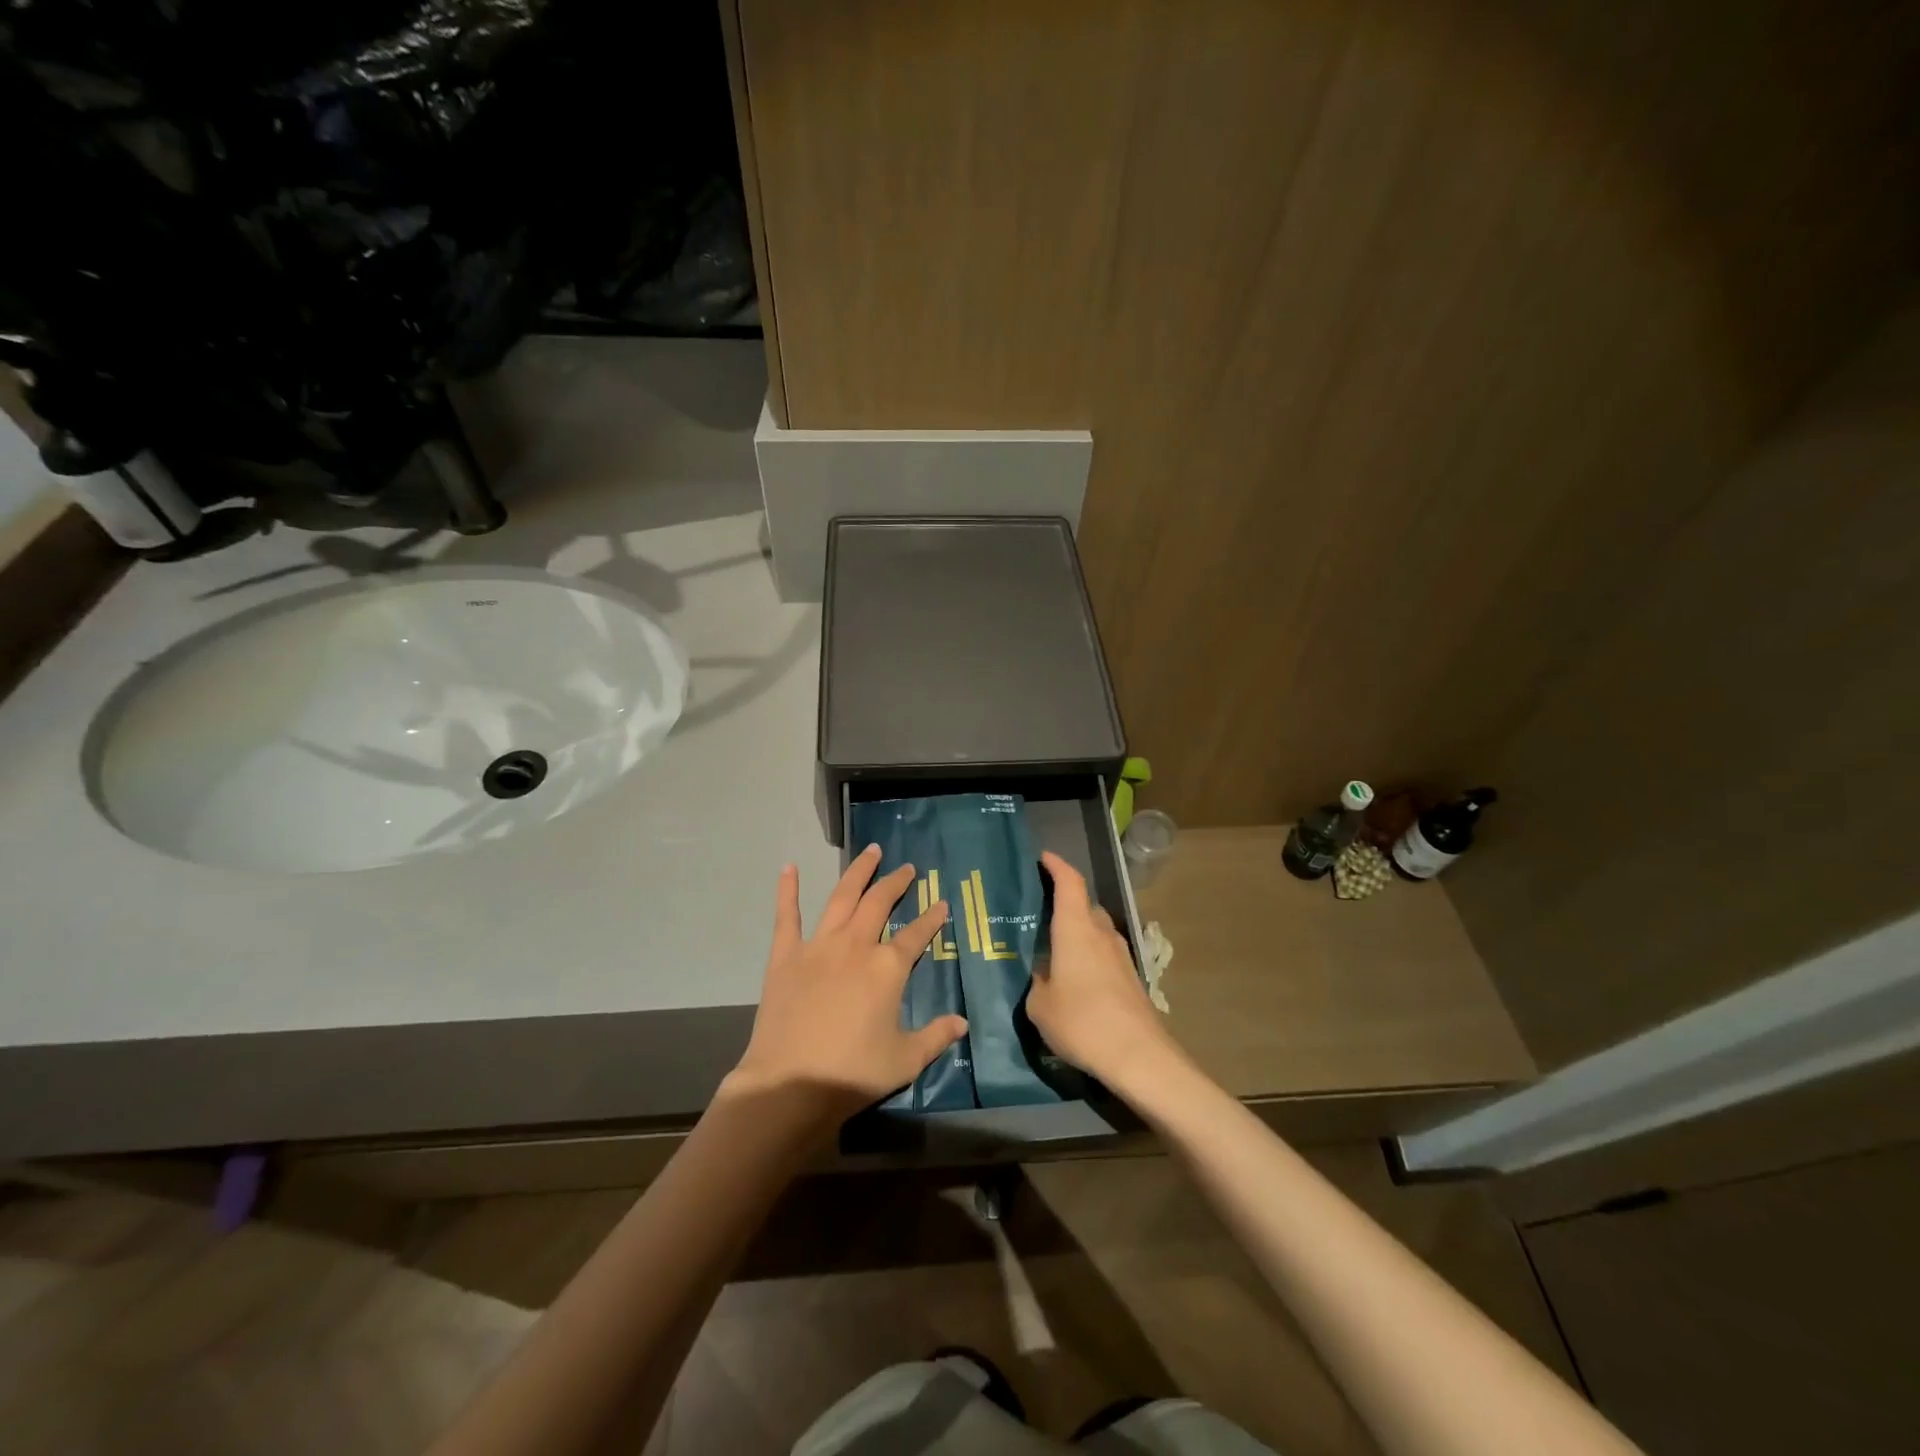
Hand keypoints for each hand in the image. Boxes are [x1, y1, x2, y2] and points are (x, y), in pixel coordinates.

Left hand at [725, 846, 968, 1127]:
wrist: (791, 1084)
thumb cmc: (853, 1073)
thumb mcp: (905, 1060)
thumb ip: (936, 1036)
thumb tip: (962, 1023)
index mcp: (888, 967)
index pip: (917, 934)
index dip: (932, 918)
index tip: (942, 903)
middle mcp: (856, 945)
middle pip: (879, 902)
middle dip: (896, 882)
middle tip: (907, 868)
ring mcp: (818, 946)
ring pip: (842, 897)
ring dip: (858, 872)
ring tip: (871, 851)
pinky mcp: (785, 955)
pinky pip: (787, 916)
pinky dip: (788, 890)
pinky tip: (789, 868)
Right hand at [1027, 850, 1178, 1089]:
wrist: (1139, 1057)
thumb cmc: (1082, 1022)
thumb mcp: (1040, 1006)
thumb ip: (1037, 983)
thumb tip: (1043, 976)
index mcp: (1076, 928)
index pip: (1069, 882)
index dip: (1056, 865)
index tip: (1042, 858)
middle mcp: (1101, 932)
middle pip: (1083, 904)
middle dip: (1064, 903)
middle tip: (1039, 914)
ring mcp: (1121, 954)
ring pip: (1095, 930)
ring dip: (1077, 932)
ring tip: (1054, 950)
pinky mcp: (1131, 977)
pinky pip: (1104, 953)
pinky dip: (1088, 955)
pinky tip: (1075, 979)